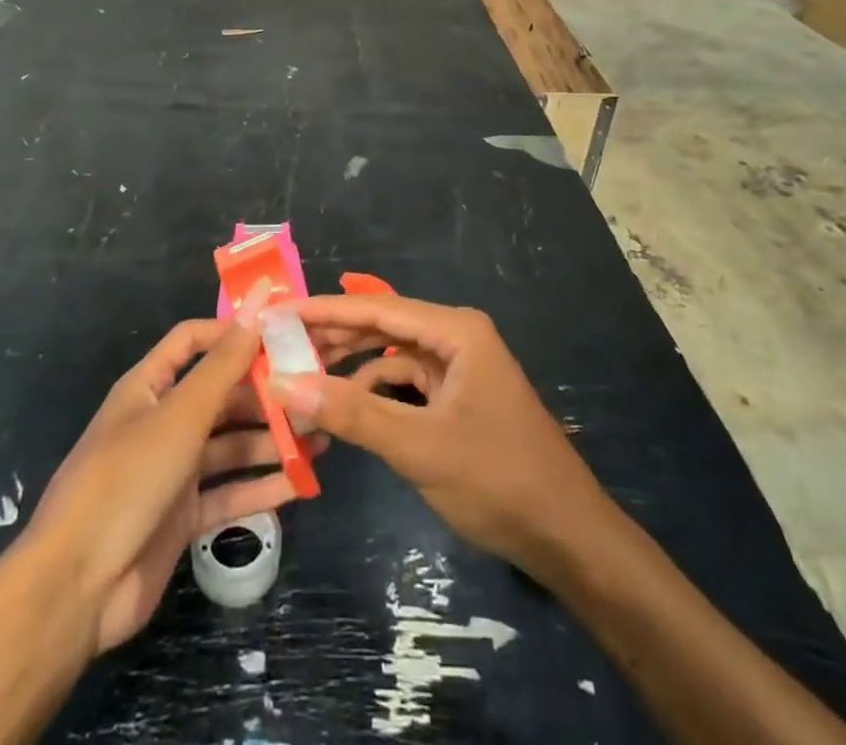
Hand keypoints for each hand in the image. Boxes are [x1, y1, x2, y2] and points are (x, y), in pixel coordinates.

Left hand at [24, 284, 324, 653]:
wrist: (77, 588)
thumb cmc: (127, 480)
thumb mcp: (180, 416)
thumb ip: (223, 366)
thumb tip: (256, 307)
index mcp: (148, 388)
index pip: (192, 341)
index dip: (232, 333)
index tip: (280, 332)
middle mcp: (162, 423)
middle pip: (220, 395)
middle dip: (264, 392)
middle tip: (314, 391)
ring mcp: (172, 472)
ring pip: (230, 445)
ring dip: (270, 440)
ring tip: (320, 437)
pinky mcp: (182, 517)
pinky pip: (229, 493)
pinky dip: (261, 488)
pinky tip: (301, 483)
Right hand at [277, 294, 607, 582]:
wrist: (567, 537)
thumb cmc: (497, 480)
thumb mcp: (418, 447)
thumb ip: (351, 413)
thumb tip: (284, 384)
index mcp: (456, 331)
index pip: (377, 308)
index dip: (324, 309)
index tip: (278, 312)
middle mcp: (457, 336)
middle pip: (383, 325)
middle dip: (334, 334)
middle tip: (280, 343)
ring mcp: (460, 366)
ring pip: (392, 353)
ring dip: (351, 363)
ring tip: (302, 370)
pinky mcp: (459, 395)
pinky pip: (407, 381)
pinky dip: (374, 390)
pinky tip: (345, 404)